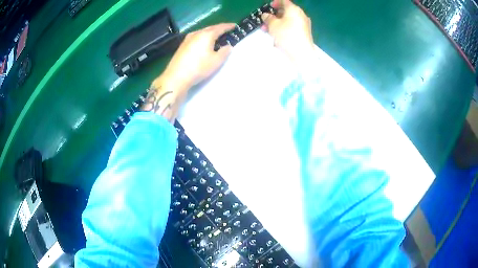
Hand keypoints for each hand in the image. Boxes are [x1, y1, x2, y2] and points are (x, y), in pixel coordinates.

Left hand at [161, 23, 235, 89]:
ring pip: (202, 32)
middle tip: (226, 30)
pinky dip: (202, 37)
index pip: (220, 27)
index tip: (234, 26)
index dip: (228, 26)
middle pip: (210, 28)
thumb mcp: (216, 61)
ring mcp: (188, 39)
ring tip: (215, 36)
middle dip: (219, 28)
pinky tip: (203, 43)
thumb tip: (228, 46)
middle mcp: (197, 33)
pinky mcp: (182, 45)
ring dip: (210, 33)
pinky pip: (196, 37)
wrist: (176, 76)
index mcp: (207, 35)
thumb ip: (224, 52)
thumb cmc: (199, 67)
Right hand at [261, 0, 313, 64]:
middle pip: (286, 11)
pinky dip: (284, 29)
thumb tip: (266, 15)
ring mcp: (304, 24)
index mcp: (294, 9)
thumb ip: (268, 18)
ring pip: (288, 20)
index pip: (284, 1)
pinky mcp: (304, 33)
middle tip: (265, 21)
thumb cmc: (286, 35)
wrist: (302, 54)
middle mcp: (301, 15)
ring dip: (277, 23)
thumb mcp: (273, 25)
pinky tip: (276, 36)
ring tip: (267, 30)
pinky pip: (292, 27)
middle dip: (274, 15)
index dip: (275, 3)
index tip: (269, 7)